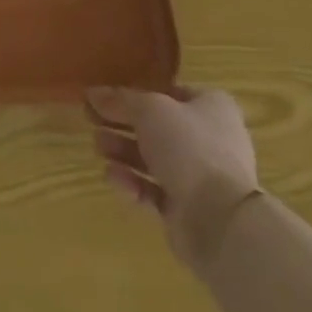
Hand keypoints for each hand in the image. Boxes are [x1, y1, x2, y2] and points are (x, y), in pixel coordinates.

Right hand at [88, 86, 261, 267]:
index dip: (139, 92)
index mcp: (212, 107)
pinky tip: (115, 179)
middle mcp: (210, 139)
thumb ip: (119, 100)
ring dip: (123, 152)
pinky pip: (154, 190)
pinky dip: (133, 183)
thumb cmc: (189, 147)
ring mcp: (201, 177)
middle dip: (122, 124)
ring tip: (98, 148)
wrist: (219, 219)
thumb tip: (92, 92)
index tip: (108, 96)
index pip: (171, 92)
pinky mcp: (188, 209)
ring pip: (153, 159)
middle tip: (92, 120)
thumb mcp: (149, 110)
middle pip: (157, 127)